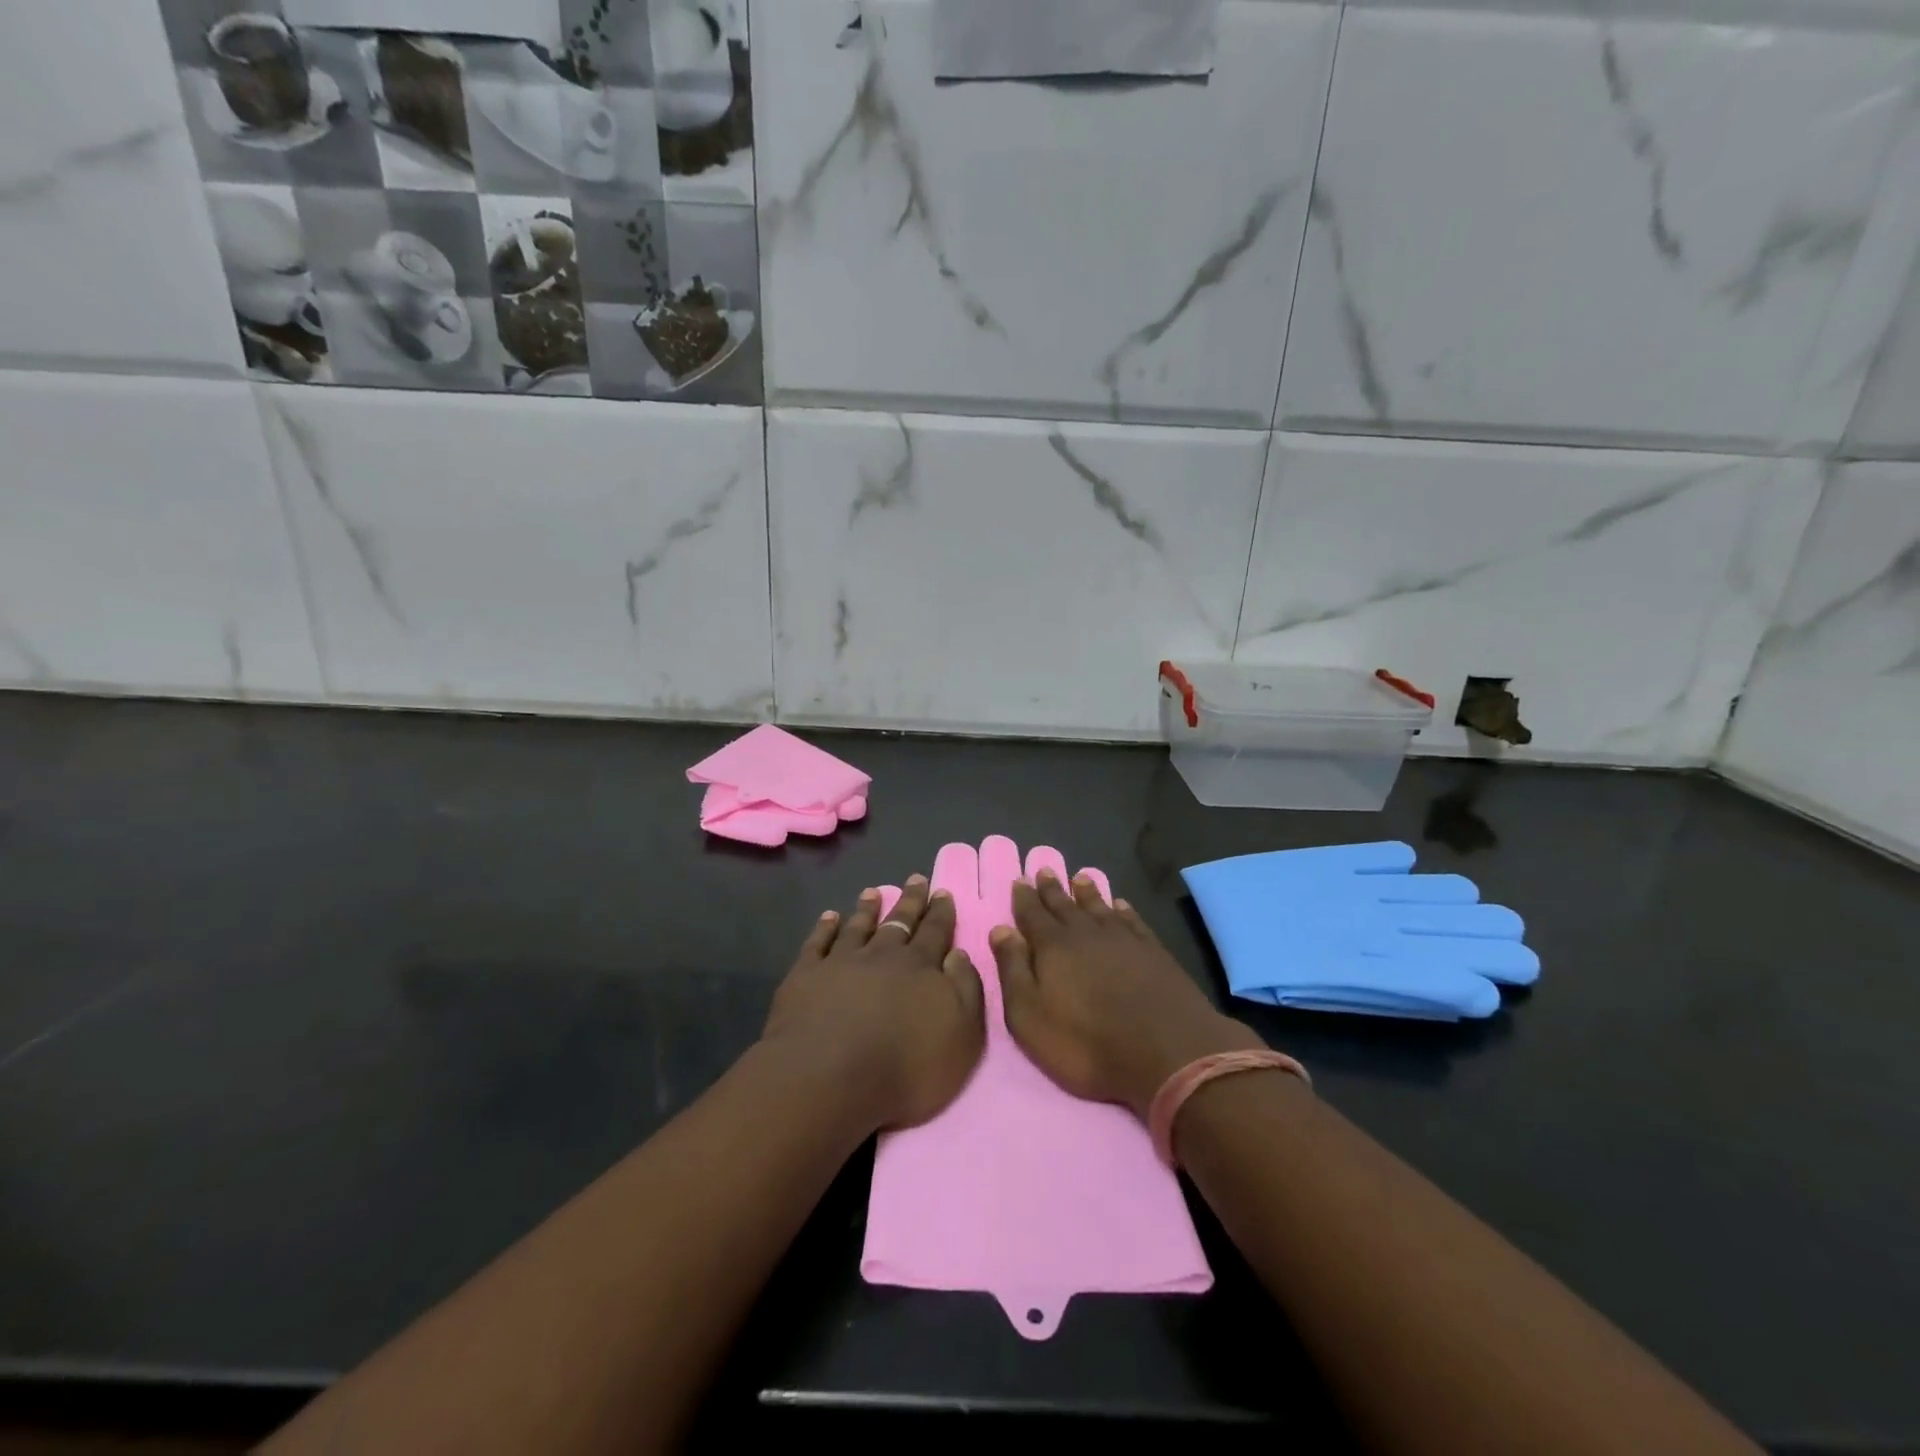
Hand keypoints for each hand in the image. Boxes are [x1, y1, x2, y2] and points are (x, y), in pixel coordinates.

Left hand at [764, 875, 985, 1131]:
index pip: (935, 931)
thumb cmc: (905, 1065)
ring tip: (873, 891)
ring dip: (867, 909)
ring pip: (858, 926)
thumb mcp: (961, 1034)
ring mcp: (841, 962)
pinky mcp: (806, 975)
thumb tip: (959, 953)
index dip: (941, 912)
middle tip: (916, 878)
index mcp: (920, 966)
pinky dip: (825, 928)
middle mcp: (882, 955)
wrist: (831, 1076)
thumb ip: (965, 989)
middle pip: (899, 922)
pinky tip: (829, 917)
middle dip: (910, 900)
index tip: (942, 891)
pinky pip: (818, 943)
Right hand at [990, 869, 1262, 1117]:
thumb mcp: (1030, 1015)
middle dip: (1052, 889)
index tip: (1020, 880)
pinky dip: (1123, 910)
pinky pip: (1132, 921)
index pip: (1032, 914)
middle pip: (1065, 905)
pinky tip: (1120, 905)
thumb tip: (1001, 929)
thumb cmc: (1085, 1041)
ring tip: (1080, 878)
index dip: (1024, 898)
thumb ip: (1013, 970)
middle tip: (1045, 869)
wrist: (1165, 1051)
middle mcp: (1086, 933)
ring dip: (1087, 892)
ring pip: (1099, 907)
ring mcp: (1123, 939)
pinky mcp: (1153, 951)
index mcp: (1052, 946)